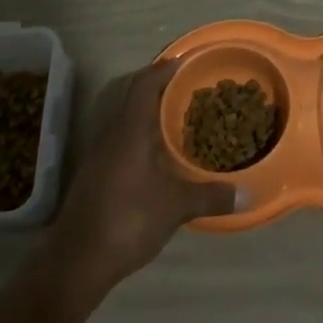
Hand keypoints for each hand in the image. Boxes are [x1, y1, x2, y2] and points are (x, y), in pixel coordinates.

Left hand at [48, 63, 235, 298]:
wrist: (77, 260)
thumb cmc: (129, 219)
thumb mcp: (176, 207)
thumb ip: (210, 196)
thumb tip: (246, 193)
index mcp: (130, 129)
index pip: (145, 85)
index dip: (163, 69)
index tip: (184, 61)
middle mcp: (111, 134)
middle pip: (130, 95)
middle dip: (155, 85)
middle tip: (184, 85)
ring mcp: (99, 154)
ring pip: (123, 117)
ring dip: (145, 110)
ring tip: (173, 114)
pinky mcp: (94, 174)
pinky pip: (119, 137)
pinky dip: (138, 132)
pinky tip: (154, 151)